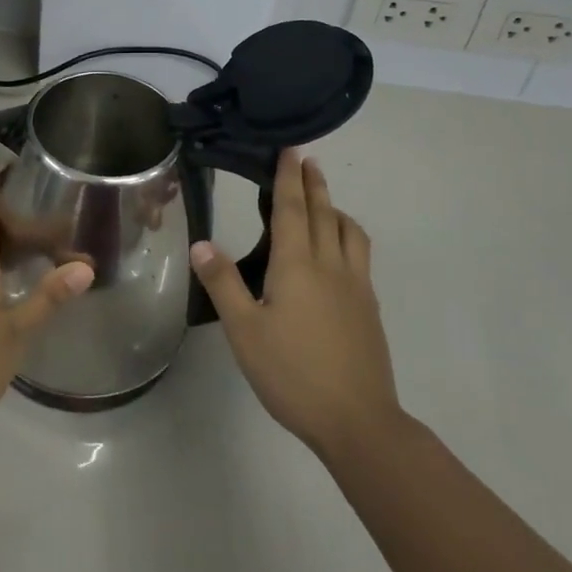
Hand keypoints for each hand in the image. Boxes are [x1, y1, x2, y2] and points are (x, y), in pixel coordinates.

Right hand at [189, 150, 400, 460]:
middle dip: (314, 183)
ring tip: (325, 203)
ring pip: (350, 232)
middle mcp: (331, 265)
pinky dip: (347, 236)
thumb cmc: (293, 373)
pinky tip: (339, 254)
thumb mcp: (245, 331)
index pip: (293, 209)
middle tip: (307, 160)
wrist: (358, 420)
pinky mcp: (369, 308)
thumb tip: (203, 243)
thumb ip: (224, 284)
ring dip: (336, 209)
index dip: (289, 178)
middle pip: (324, 213)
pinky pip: (360, 255)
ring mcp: (356, 286)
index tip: (290, 151)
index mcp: (298, 265)